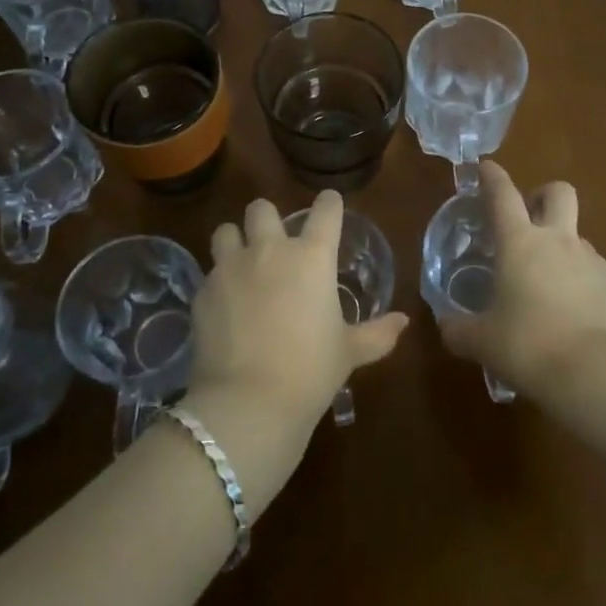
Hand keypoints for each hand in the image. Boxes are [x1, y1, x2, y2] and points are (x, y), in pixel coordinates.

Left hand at [186, 191, 409, 441]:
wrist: (248, 402)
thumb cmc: (310, 371)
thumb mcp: (349, 352)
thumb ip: (377, 333)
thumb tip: (403, 322)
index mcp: (312, 257)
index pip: (325, 211)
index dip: (329, 203)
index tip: (330, 204)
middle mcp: (269, 250)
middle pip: (262, 209)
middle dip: (268, 219)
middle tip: (274, 243)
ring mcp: (230, 268)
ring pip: (226, 231)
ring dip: (235, 241)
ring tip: (241, 263)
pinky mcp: (202, 291)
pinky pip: (209, 272)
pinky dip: (218, 282)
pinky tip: (224, 305)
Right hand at [438, 162, 605, 400]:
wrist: (597, 373)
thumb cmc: (528, 346)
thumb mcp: (482, 341)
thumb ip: (459, 329)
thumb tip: (446, 325)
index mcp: (520, 243)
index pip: (502, 194)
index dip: (492, 176)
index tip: (485, 167)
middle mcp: (558, 241)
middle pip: (558, 192)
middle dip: (542, 195)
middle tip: (528, 217)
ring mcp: (592, 261)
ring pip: (577, 236)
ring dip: (561, 248)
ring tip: (547, 286)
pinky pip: (595, 272)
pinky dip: (581, 282)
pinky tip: (574, 315)